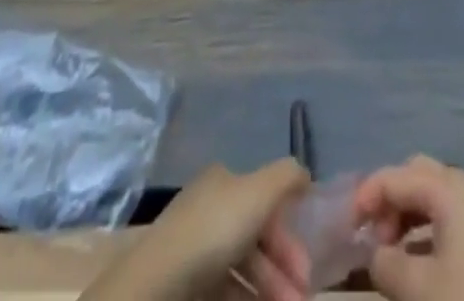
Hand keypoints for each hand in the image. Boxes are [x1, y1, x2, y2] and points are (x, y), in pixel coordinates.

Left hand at [78, 159, 310, 300]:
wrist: (158, 288)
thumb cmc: (214, 232)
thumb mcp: (259, 190)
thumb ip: (286, 177)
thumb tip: (304, 176)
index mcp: (222, 182)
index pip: (263, 202)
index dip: (288, 235)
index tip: (306, 271)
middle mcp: (208, 209)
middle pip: (255, 239)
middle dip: (282, 271)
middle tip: (300, 299)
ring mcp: (193, 252)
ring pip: (241, 270)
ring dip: (269, 291)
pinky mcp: (184, 288)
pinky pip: (224, 292)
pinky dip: (246, 300)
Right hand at [356, 157, 463, 300]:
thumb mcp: (417, 289)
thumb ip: (385, 264)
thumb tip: (375, 254)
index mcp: (447, 188)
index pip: (394, 177)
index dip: (365, 197)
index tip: (344, 227)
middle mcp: (462, 188)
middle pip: (414, 175)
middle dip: (388, 199)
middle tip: (369, 234)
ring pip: (429, 195)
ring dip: (404, 215)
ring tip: (386, 251)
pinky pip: (443, 216)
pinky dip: (421, 230)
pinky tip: (411, 261)